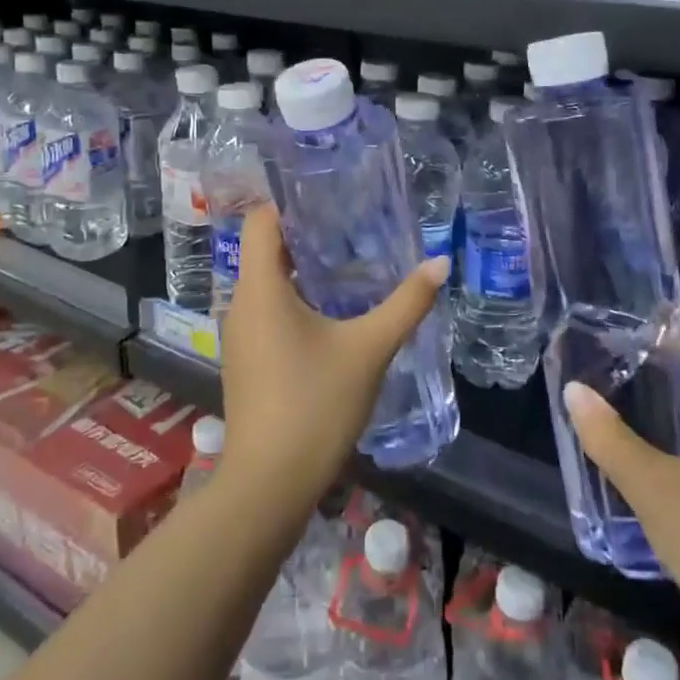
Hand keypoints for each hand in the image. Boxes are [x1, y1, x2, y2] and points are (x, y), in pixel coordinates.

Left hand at [218, 203, 447, 513]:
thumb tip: (440, 262)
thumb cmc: (315, 404)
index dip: (290, 202)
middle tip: (353, 228)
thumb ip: (407, 303)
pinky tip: (331, 316)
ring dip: (302, 271)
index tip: (329, 196)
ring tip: (349, 266)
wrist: (270, 483)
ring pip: (266, 285)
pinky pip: (266, 313)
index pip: (261, 220)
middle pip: (265, 250)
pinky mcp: (246, 362)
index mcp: (260, 288)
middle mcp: (240, 304)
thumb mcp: (369, 349)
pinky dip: (294, 302)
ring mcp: (239, 336)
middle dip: (306, 236)